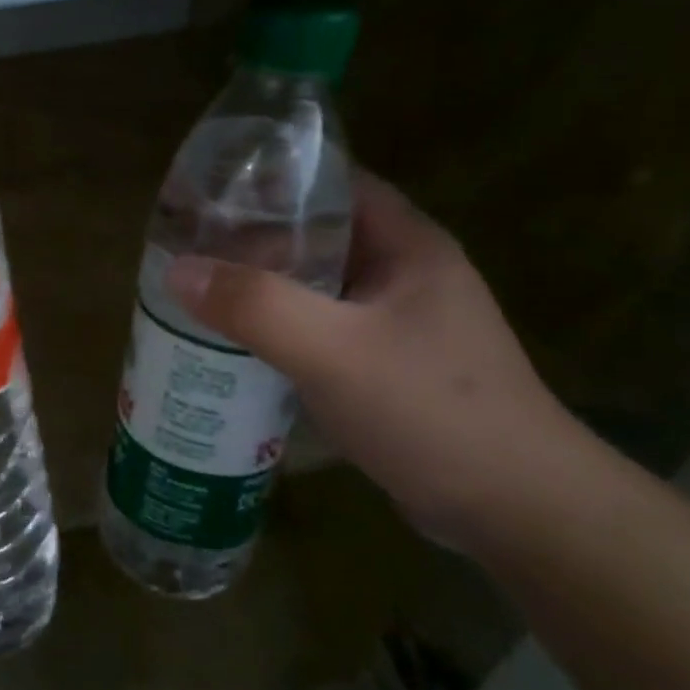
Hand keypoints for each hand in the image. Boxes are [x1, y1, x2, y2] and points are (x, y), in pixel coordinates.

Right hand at [165, 173, 588, 547]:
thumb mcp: (333, 351)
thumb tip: (176, 271)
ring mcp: (395, 324)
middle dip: (251, 239)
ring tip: (195, 294)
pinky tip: (232, 347)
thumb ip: (255, 306)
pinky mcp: (383, 367)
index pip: (333, 184)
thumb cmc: (430, 410)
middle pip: (316, 236)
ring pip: (312, 288)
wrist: (513, 509)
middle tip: (185, 248)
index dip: (272, 180)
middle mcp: (402, 274)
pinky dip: (275, 332)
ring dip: (259, 290)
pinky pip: (316, 332)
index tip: (209, 192)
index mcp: (406, 245)